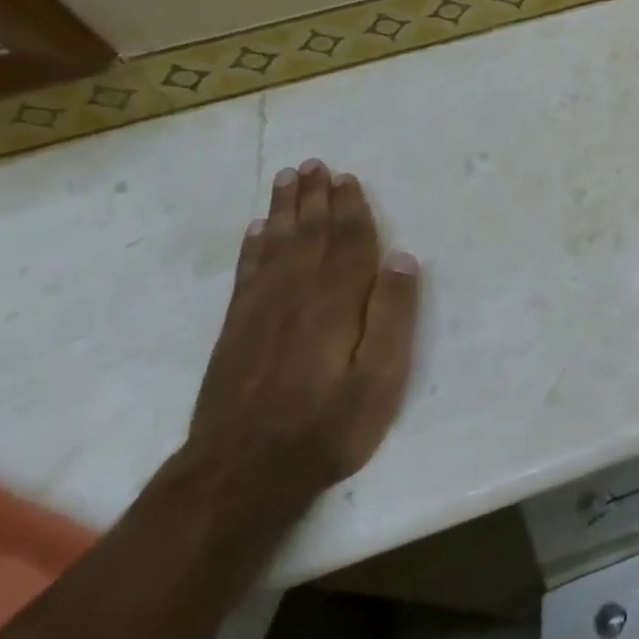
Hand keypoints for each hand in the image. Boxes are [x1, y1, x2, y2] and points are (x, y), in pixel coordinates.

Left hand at [189, 160, 419, 501]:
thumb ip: (393, 315)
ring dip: (283, 210)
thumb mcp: (380, 377)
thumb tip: (403, 258)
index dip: (350, 208)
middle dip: (314, 197)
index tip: (348, 177)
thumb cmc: (327, 426)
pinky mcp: (235, 331)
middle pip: (308, 234)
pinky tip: (256, 231)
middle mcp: (296, 294)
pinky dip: (253, 247)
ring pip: (275, 245)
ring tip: (287, 179)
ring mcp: (260, 311)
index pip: (347, 242)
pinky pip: (246, 273)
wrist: (240, 475)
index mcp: (336, 302)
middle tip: (314, 164)